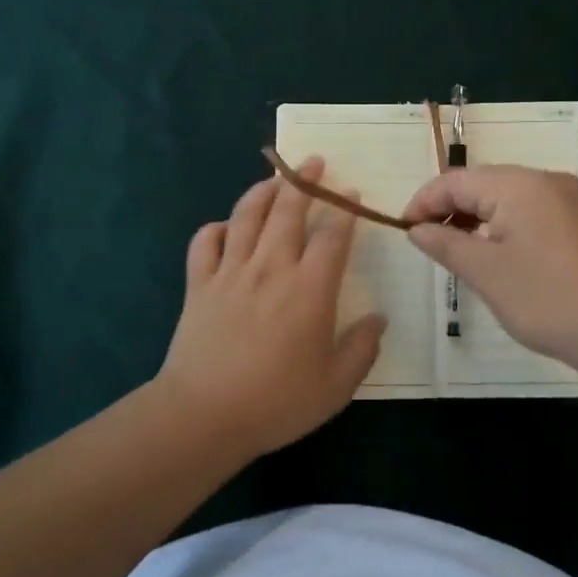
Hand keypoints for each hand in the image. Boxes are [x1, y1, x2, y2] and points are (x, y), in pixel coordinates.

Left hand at [155, 156, 386, 456]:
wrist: (204, 415)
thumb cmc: (277, 402)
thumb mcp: (336, 386)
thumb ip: (362, 348)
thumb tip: (378, 319)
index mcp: (309, 289)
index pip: (332, 236)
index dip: (345, 211)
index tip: (352, 194)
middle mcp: (271, 268)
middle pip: (288, 210)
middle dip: (304, 181)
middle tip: (314, 161)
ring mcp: (230, 272)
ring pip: (246, 215)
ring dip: (263, 191)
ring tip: (275, 178)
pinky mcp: (199, 284)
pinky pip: (205, 242)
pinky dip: (216, 228)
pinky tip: (226, 227)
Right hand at [403, 165, 577, 367]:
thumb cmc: (547, 299)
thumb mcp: (486, 273)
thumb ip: (445, 243)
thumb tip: (416, 228)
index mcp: (519, 184)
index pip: (456, 180)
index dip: (424, 202)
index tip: (404, 231)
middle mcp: (545, 181)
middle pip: (483, 184)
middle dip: (450, 209)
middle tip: (427, 244)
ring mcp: (568, 200)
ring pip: (507, 199)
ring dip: (476, 220)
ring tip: (457, 253)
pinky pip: (530, 213)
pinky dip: (504, 228)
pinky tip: (497, 257)